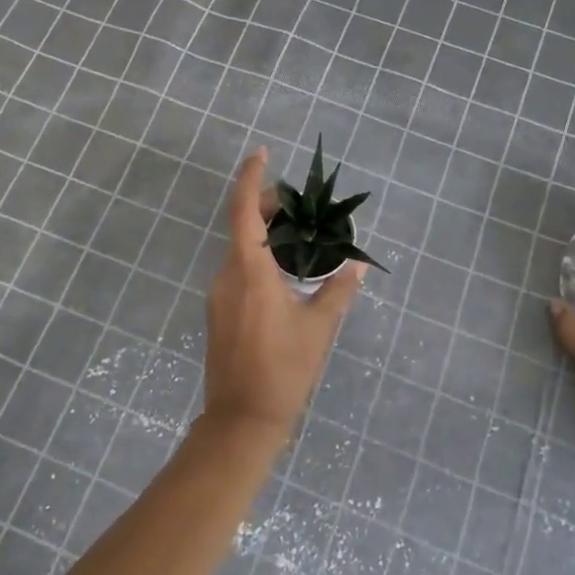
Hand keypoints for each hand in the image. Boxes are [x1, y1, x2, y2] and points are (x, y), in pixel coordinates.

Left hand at [201, 147, 366, 441]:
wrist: (241, 420)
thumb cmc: (284, 370)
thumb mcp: (319, 327)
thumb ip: (338, 290)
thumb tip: (356, 264)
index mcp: (249, 271)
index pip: (243, 211)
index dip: (252, 178)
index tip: (263, 154)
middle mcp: (227, 275)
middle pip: (242, 225)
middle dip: (267, 206)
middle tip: (300, 203)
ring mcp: (219, 295)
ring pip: (240, 248)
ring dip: (265, 233)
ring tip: (299, 233)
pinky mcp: (220, 312)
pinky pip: (238, 269)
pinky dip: (259, 256)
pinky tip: (284, 269)